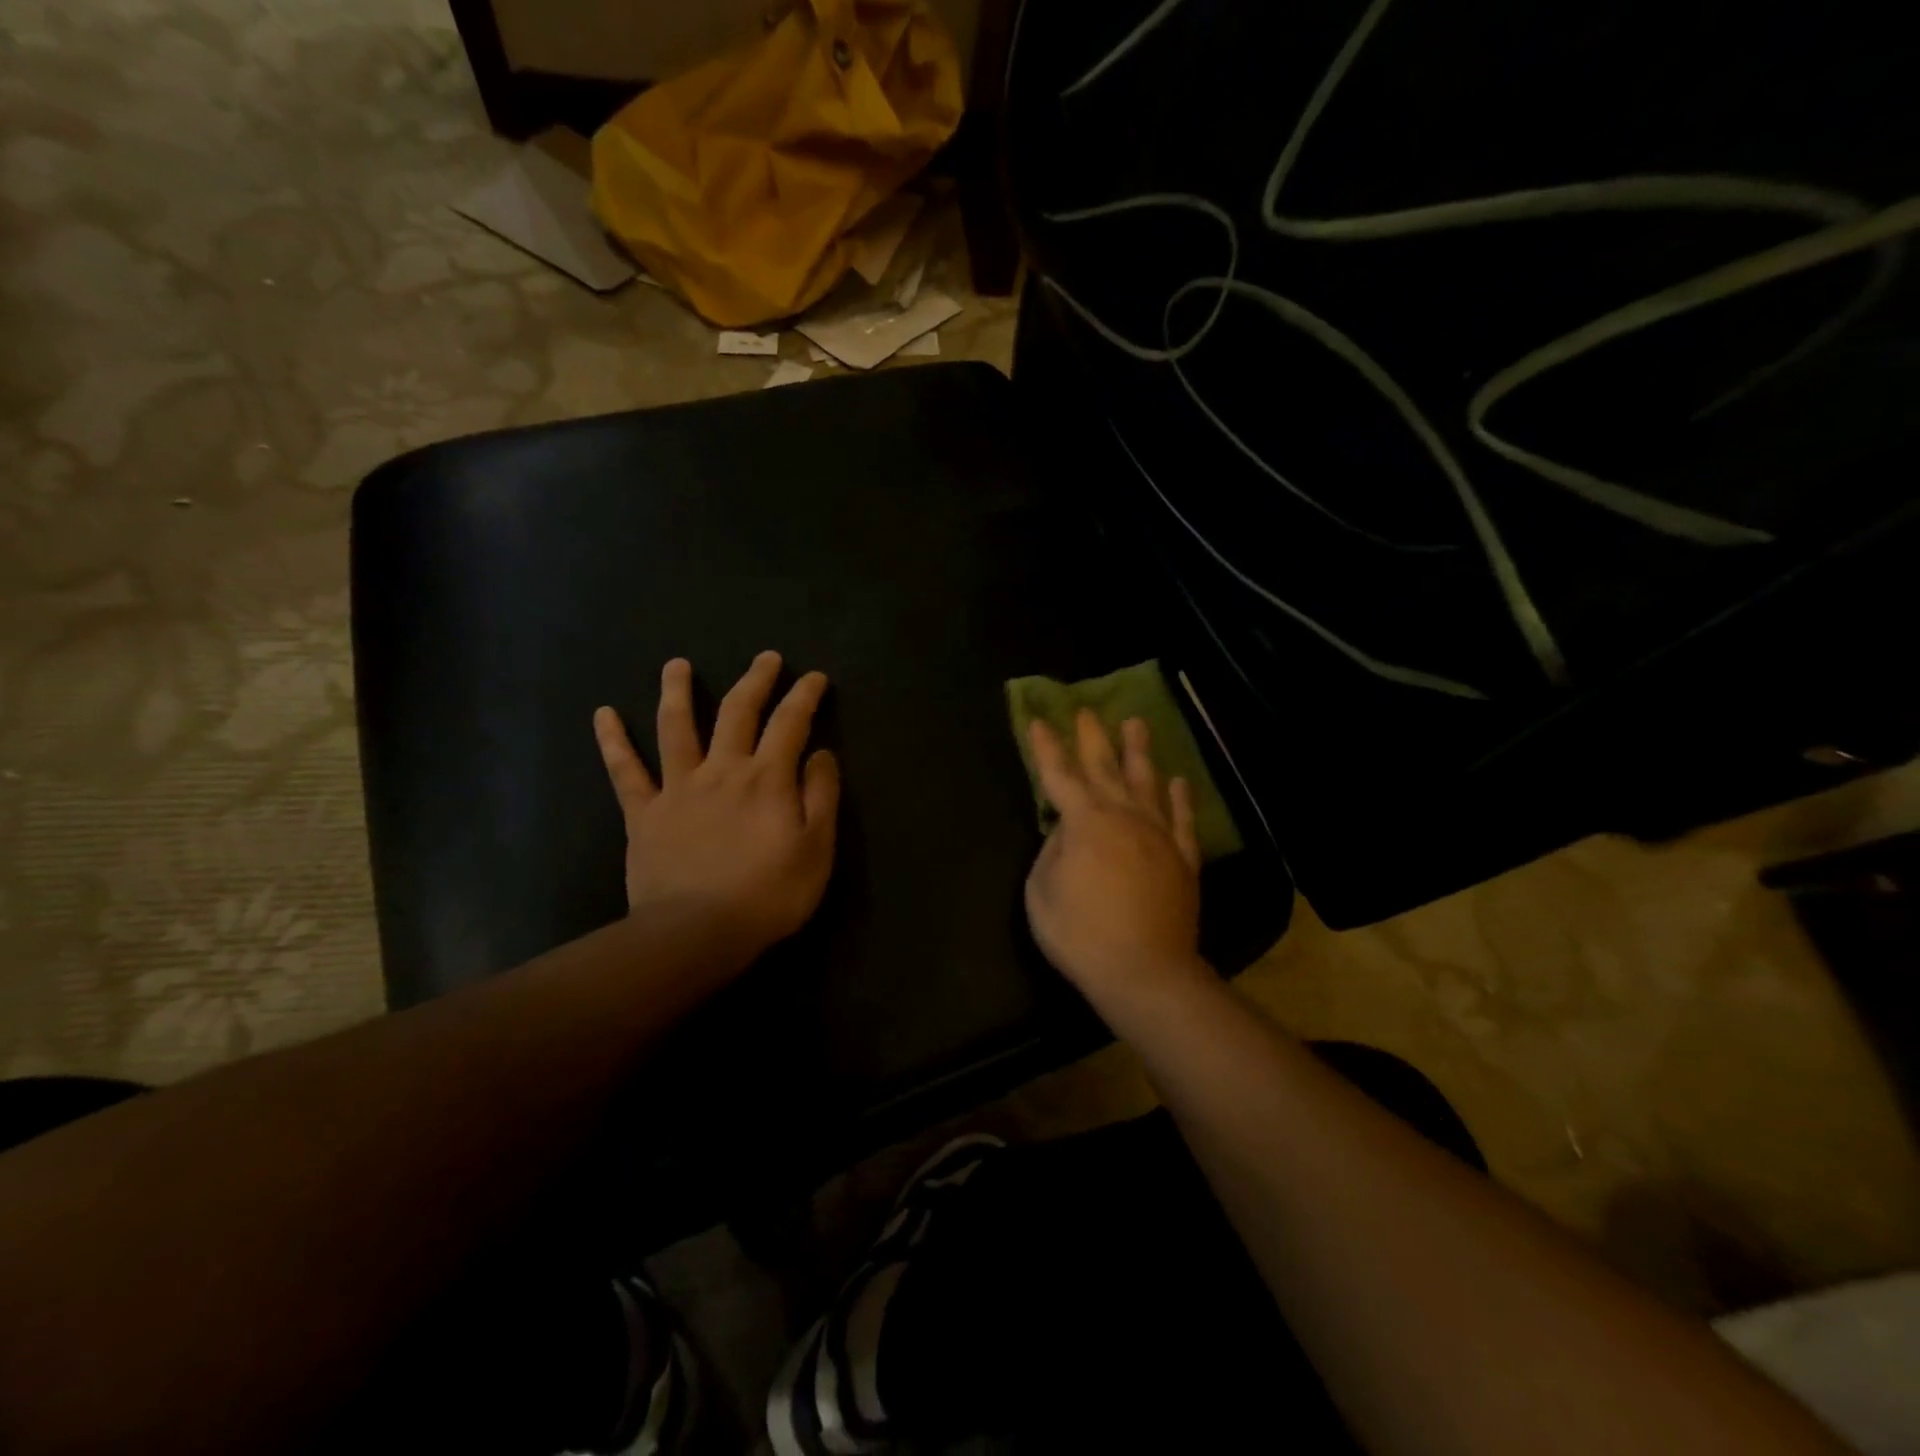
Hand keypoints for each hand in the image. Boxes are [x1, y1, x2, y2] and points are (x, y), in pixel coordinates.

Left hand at [593, 652, 838, 966]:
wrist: (696, 933)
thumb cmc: (767, 895)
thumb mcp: (816, 849)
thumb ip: (821, 796)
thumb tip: (821, 753)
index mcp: (767, 779)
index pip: (790, 723)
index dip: (804, 696)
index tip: (814, 678)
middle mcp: (722, 770)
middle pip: (738, 712)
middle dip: (755, 680)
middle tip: (766, 657)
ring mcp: (678, 788)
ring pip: (676, 728)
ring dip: (677, 691)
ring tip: (677, 664)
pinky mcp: (644, 813)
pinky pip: (625, 772)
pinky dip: (613, 742)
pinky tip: (603, 714)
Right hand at [1024, 710, 1205, 999]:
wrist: (1144, 971)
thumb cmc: (1080, 934)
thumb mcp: (1041, 893)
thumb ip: (1051, 852)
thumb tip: (1065, 831)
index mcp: (1085, 823)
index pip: (1060, 775)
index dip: (1048, 747)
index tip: (1040, 720)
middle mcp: (1123, 817)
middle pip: (1105, 767)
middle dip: (1093, 737)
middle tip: (1088, 710)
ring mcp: (1158, 835)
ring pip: (1148, 782)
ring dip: (1139, 751)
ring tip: (1136, 723)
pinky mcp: (1183, 859)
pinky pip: (1182, 819)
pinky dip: (1179, 798)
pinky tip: (1178, 780)